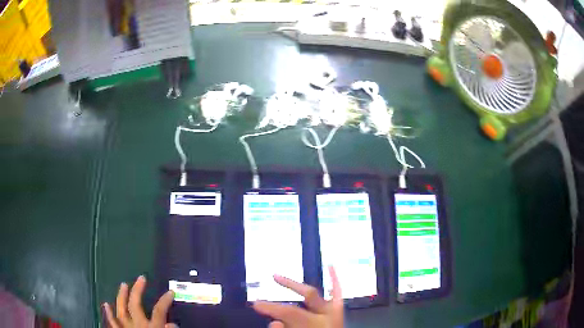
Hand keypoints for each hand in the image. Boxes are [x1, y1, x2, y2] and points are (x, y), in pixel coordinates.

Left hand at [103, 275, 176, 327]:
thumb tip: (173, 324)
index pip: (159, 311)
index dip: (165, 300)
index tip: (171, 292)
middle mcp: (137, 325)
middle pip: (136, 304)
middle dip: (138, 290)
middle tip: (141, 278)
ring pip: (121, 308)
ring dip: (121, 296)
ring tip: (123, 285)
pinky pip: (111, 322)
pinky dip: (108, 313)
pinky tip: (105, 304)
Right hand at [253, 266, 343, 327]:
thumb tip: (274, 323)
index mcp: (314, 326)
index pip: (289, 314)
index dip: (271, 308)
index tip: (255, 304)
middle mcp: (325, 318)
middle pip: (296, 309)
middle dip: (275, 305)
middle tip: (258, 302)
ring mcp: (333, 313)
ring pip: (314, 296)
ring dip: (295, 287)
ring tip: (278, 278)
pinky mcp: (338, 312)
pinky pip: (338, 293)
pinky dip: (335, 279)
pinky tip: (331, 266)